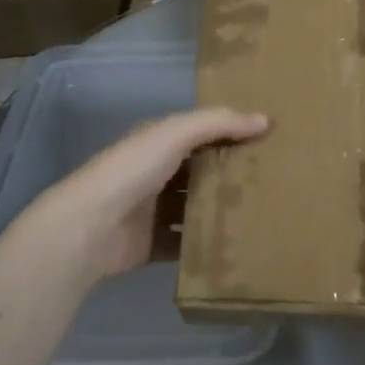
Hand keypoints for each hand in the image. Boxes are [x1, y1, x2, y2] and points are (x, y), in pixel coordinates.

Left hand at [12, 107, 268, 283]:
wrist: (90, 228)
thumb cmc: (132, 170)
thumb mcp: (175, 134)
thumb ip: (218, 123)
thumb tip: (265, 119)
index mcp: (158, 142)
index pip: (201, 133)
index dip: (231, 133)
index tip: (269, 140)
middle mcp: (156, 173)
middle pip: (201, 171)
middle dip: (231, 174)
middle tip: (275, 179)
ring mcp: (154, 211)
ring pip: (196, 208)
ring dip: (222, 210)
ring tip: (264, 213)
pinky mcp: (153, 244)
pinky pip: (187, 244)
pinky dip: (207, 245)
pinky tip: (238, 245)